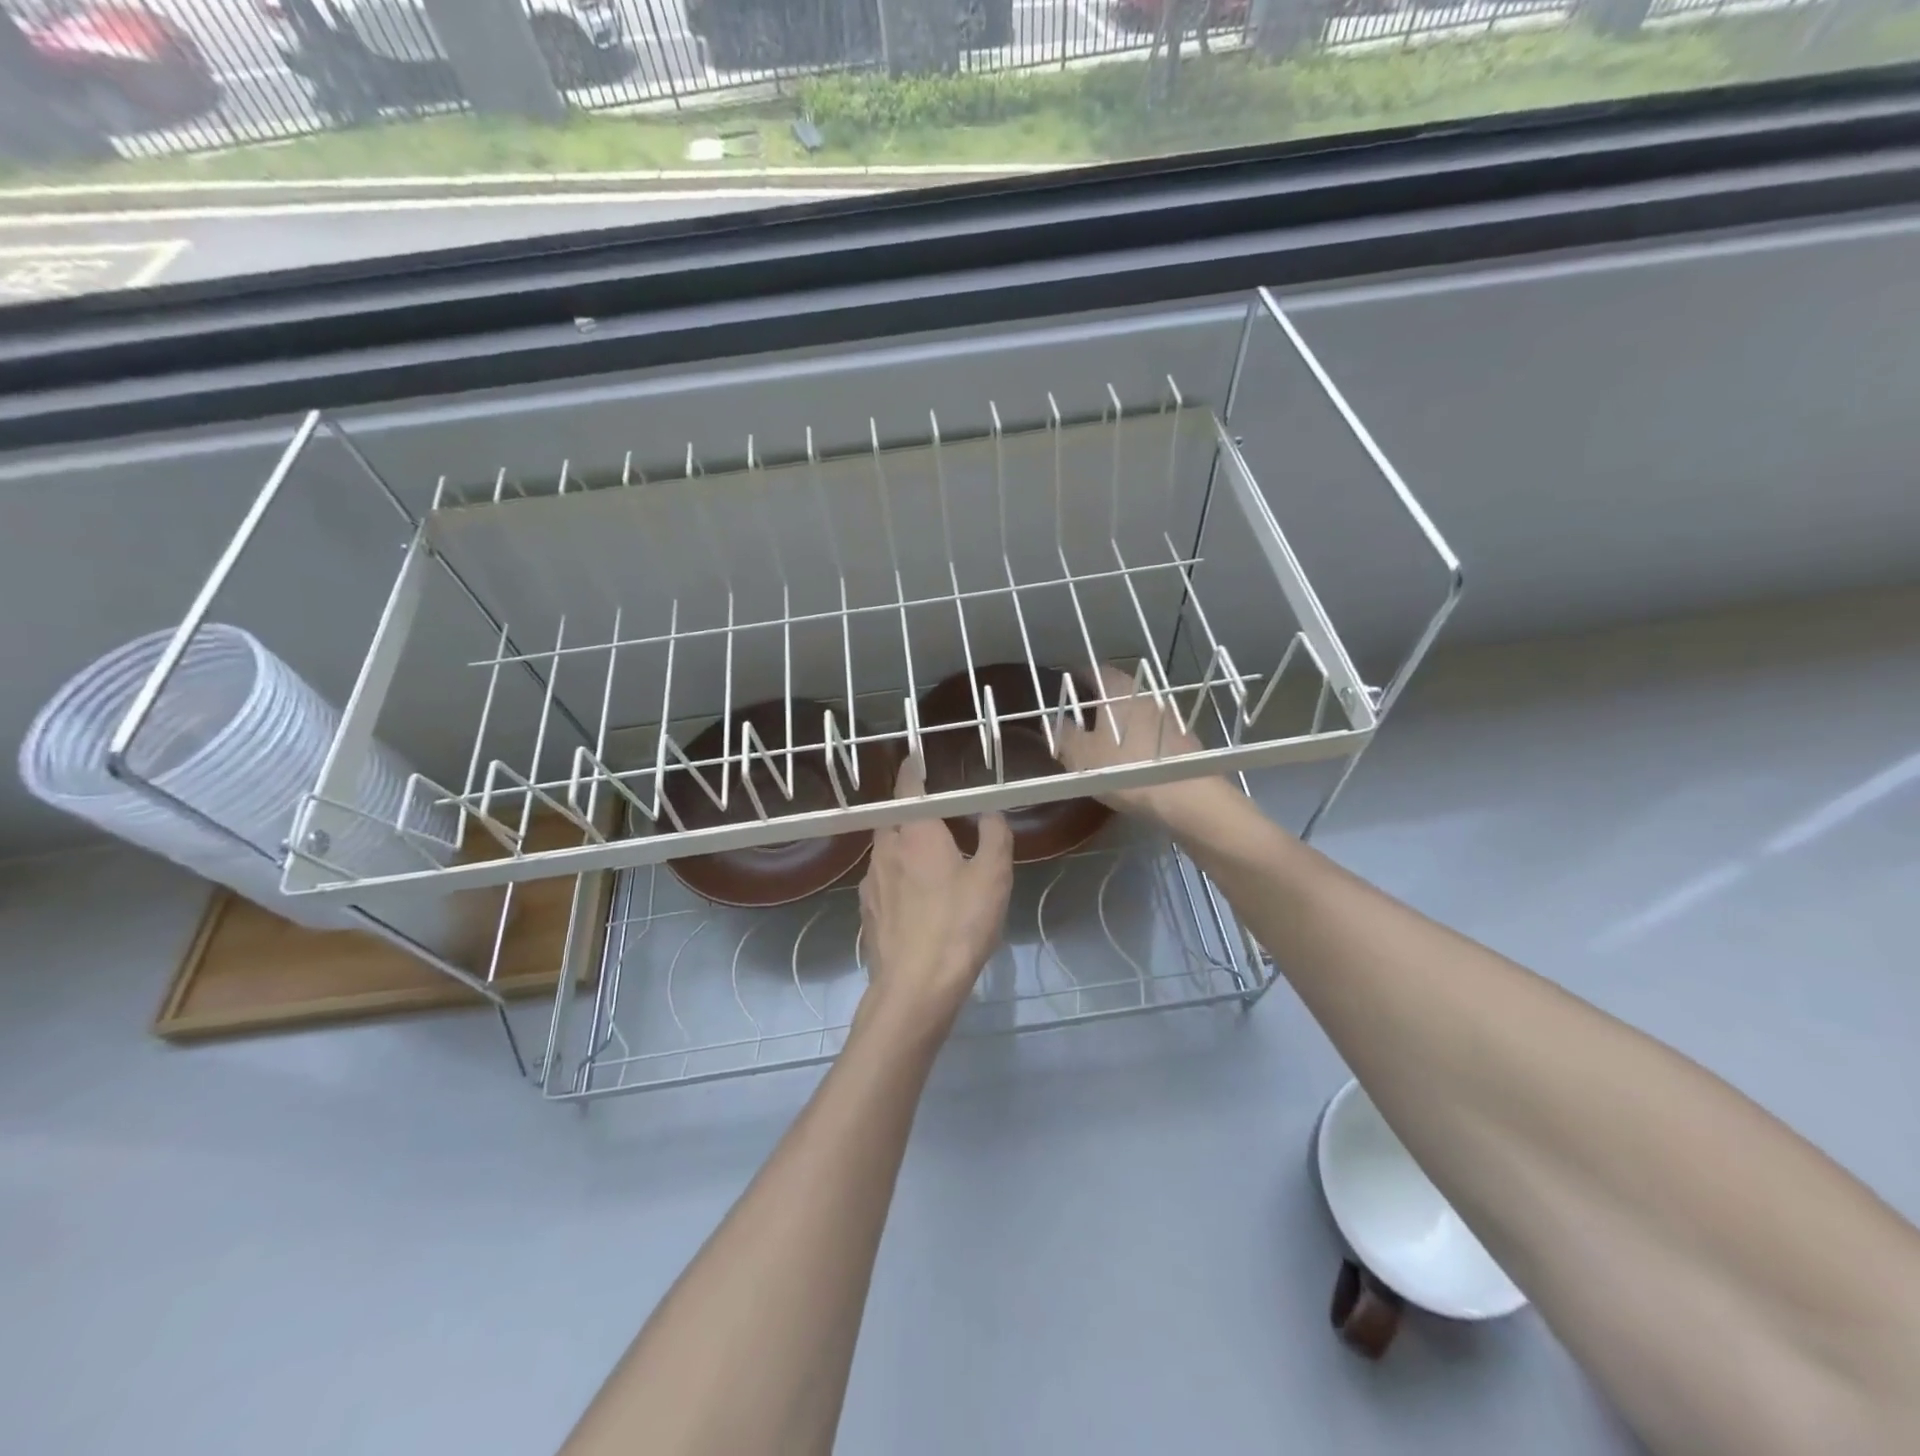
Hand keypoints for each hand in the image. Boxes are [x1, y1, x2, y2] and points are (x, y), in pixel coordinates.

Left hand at [858, 758, 1013, 1037]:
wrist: (916, 987)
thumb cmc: (959, 924)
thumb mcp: (993, 877)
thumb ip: (994, 836)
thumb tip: (990, 811)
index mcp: (915, 833)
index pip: (908, 788)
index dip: (912, 771)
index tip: (915, 759)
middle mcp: (885, 850)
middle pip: (894, 820)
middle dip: (911, 815)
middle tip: (937, 819)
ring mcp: (870, 883)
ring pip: (886, 853)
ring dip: (904, 849)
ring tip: (930, 864)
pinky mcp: (866, 913)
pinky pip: (883, 883)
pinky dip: (898, 881)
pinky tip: (917, 903)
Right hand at [1057, 663, 1245, 833]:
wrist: (1184, 794)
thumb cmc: (1124, 768)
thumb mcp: (1081, 756)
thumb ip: (1063, 735)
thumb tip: (1052, 721)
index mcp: (1117, 690)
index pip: (1095, 670)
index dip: (1078, 677)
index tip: (1066, 686)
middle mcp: (1145, 693)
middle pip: (1118, 688)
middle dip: (1100, 699)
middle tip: (1082, 715)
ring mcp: (1168, 714)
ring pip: (1137, 709)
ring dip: (1122, 718)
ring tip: (1105, 737)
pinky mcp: (1184, 736)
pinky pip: (1153, 729)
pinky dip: (1140, 735)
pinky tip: (1133, 755)